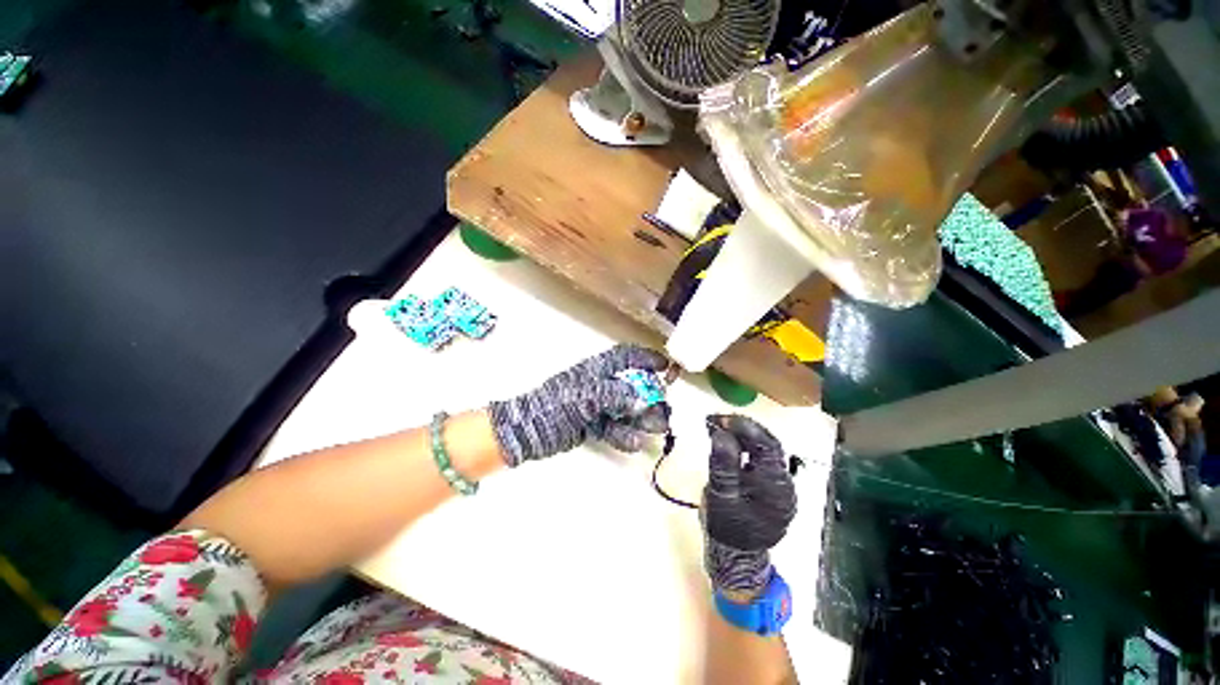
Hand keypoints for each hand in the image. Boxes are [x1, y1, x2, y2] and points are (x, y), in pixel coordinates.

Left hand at [488, 344, 670, 466]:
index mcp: (596, 370)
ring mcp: (596, 406)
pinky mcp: (592, 425)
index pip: (625, 357)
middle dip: (650, 397)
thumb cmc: (555, 405)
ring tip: (656, 428)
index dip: (646, 359)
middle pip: (631, 387)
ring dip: (642, 419)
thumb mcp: (585, 396)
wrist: (528, 431)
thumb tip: (642, 399)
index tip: (666, 367)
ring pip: (625, 410)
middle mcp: (599, 385)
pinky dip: (624, 435)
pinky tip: (634, 443)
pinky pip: (614, 428)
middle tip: (665, 409)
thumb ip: (614, 395)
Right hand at [703, 415, 796, 595]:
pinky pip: (758, 459)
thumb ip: (723, 464)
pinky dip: (743, 446)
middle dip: (741, 427)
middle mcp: (783, 482)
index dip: (743, 427)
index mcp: (776, 486)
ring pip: (763, 449)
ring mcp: (778, 485)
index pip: (766, 445)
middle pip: (767, 444)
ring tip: (718, 427)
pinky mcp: (769, 486)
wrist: (735, 557)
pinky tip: (728, 442)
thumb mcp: (720, 496)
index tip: (718, 419)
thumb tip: (721, 433)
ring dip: (742, 435)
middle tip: (715, 419)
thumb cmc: (727, 528)